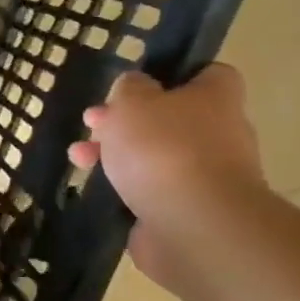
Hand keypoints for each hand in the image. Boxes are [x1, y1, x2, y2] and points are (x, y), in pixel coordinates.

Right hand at [69, 65, 264, 282]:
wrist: (193, 226)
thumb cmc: (163, 149)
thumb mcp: (133, 100)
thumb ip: (130, 87)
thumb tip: (136, 87)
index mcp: (216, 100)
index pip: (210, 74)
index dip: (176, 74)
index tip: (140, 81)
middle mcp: (220, 136)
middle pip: (170, 118)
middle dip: (126, 120)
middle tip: (92, 123)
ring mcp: (206, 177)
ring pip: (155, 155)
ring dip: (115, 153)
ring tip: (79, 158)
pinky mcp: (187, 211)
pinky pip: (151, 189)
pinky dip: (124, 187)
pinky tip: (95, 187)